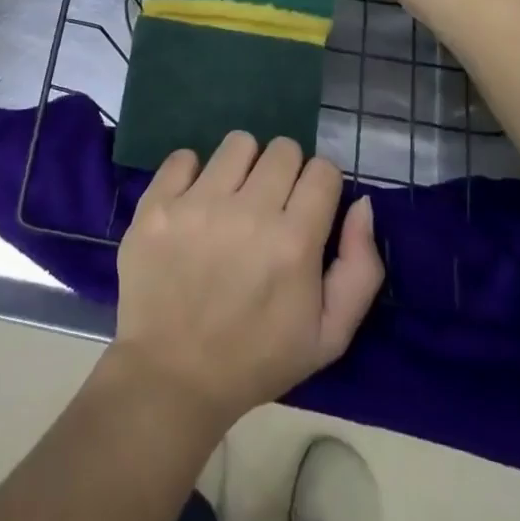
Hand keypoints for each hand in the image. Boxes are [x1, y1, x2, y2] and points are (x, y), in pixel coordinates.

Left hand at [110, 132, 383, 432]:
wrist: (171, 377)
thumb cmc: (256, 359)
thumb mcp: (329, 336)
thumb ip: (360, 268)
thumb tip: (361, 204)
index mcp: (294, 243)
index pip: (323, 170)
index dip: (321, 186)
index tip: (308, 208)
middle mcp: (248, 212)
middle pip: (283, 149)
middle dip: (285, 172)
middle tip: (271, 206)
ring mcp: (197, 203)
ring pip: (238, 143)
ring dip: (243, 166)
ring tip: (233, 200)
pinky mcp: (157, 203)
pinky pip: (184, 156)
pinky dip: (192, 174)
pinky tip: (193, 205)